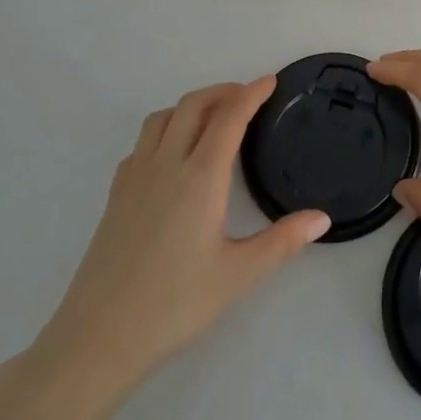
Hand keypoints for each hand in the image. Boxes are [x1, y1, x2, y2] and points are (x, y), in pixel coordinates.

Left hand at [31, 79, 329, 386]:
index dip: (251, 94)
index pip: (229, 117)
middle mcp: (166, 164)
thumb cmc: (174, 305)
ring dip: (190, 105)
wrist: (98, 337)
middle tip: (247, 97)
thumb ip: (282, 241)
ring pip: (162, 117)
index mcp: (200, 177)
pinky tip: (172, 156)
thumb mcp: (238, 275)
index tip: (270, 81)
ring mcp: (135, 177)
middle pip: (193, 105)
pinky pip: (142, 143)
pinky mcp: (115, 194)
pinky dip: (164, 130)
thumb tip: (322, 218)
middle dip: (222, 91)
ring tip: (212, 118)